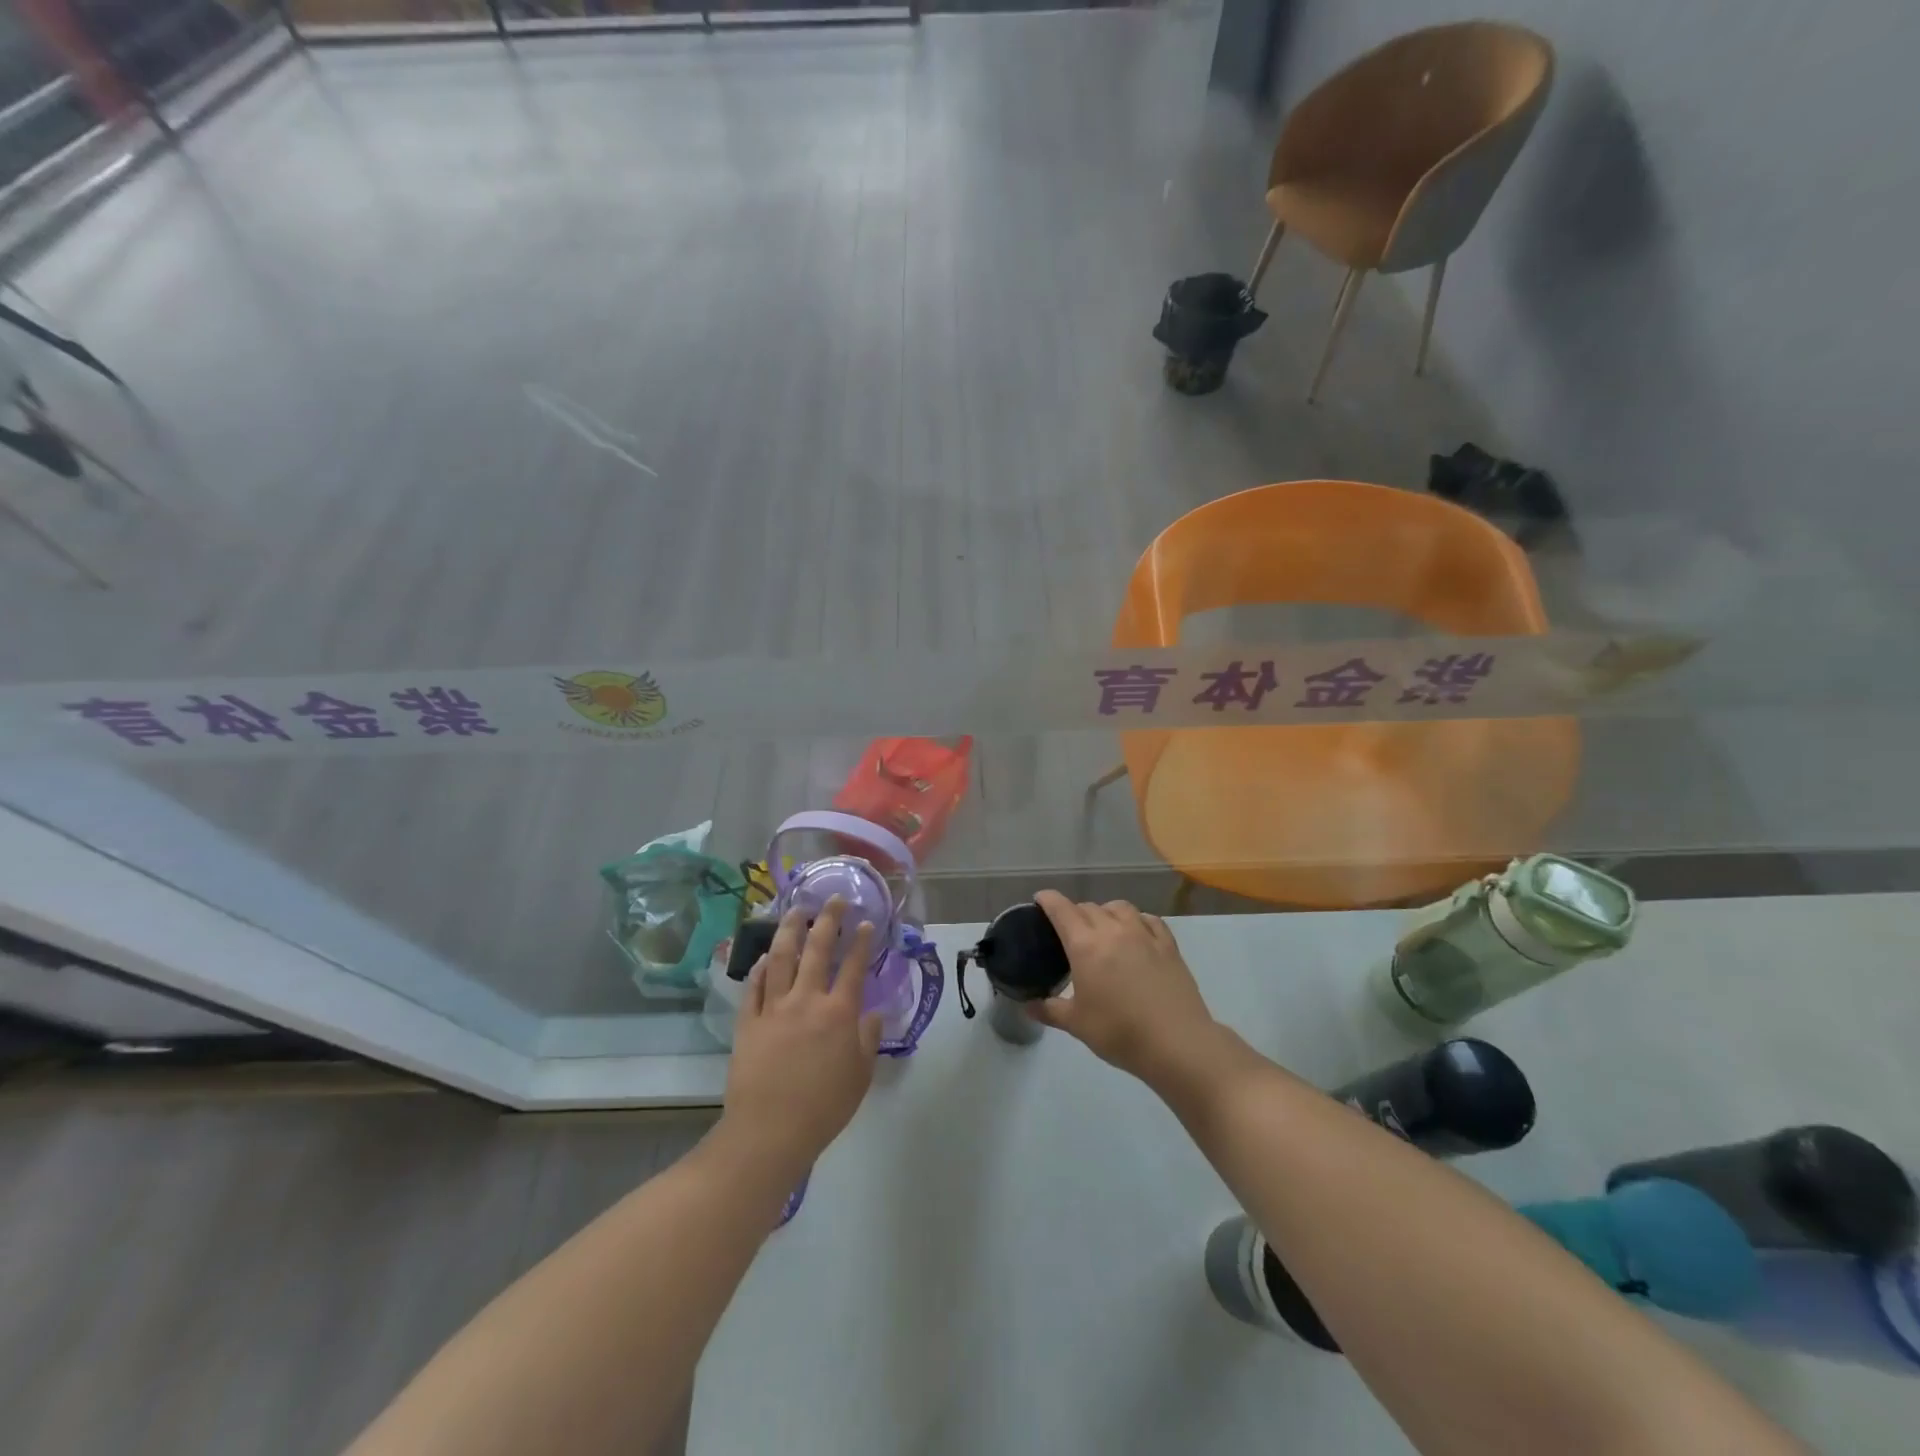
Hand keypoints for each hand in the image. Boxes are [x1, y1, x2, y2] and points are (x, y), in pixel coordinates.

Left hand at [721, 898, 882, 1179]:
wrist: (769, 1132)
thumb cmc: (823, 1108)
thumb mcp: (860, 1076)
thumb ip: (867, 1039)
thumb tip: (872, 1013)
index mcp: (839, 1013)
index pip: (853, 966)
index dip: (861, 942)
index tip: (865, 922)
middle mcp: (807, 1000)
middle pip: (817, 950)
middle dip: (827, 920)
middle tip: (833, 899)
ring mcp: (774, 1008)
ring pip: (781, 958)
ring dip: (789, 930)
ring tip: (795, 910)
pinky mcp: (749, 1022)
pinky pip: (754, 986)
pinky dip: (760, 967)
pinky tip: (765, 956)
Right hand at [1028, 890, 1227, 1088]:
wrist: (1176, 1043)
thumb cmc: (1119, 1032)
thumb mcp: (1077, 1024)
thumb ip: (1050, 1010)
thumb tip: (1028, 1006)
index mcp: (1085, 945)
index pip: (1062, 910)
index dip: (1048, 900)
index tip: (1040, 898)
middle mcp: (1113, 930)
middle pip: (1089, 907)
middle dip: (1075, 912)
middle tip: (1069, 930)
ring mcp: (1144, 934)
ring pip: (1120, 907)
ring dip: (1106, 911)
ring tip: (1103, 927)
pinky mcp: (1169, 945)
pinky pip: (1149, 919)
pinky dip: (1137, 920)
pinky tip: (1137, 933)